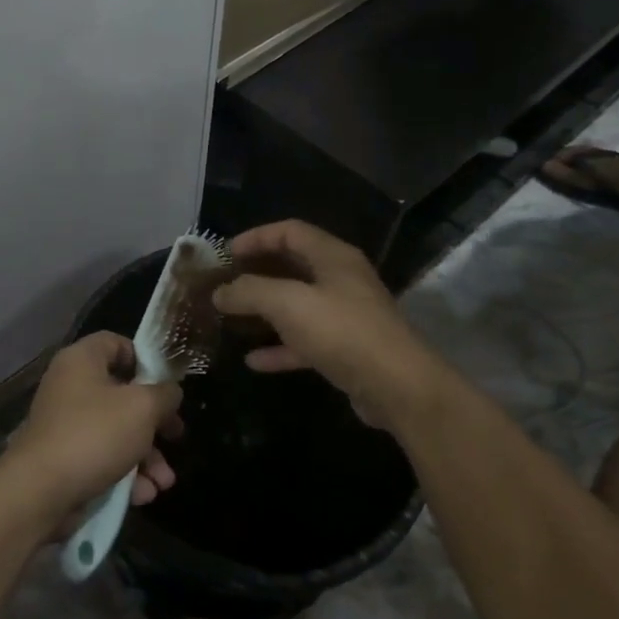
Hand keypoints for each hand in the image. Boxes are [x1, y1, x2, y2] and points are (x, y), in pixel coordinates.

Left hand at [0, 332, 181, 522]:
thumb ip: (164, 394)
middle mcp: (70, 387)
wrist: (41, 492)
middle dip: (155, 422)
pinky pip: (102, 459)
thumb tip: (170, 392)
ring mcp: (66, 425)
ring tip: (164, 482)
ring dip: (146, 456)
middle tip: (176, 436)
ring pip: (116, 432)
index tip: (166, 384)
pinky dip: (124, 475)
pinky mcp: (65, 459)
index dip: (145, 359)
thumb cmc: (95, 434)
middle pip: (122, 394)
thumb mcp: (142, 407)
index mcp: (82, 360)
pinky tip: (144, 494)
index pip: (116, 343)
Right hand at [213, 221, 446, 430]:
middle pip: (293, 267)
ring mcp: (346, 316)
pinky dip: (280, 347)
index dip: (255, 237)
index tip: (225, 254)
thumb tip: (220, 292)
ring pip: (298, 306)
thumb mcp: (288, 303)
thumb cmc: (341, 331)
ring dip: (265, 312)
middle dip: (257, 274)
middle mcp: (341, 280)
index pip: (290, 231)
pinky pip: (305, 342)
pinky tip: (253, 360)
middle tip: (225, 285)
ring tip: (232, 319)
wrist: (398, 387)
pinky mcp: (347, 350)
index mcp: (333, 257)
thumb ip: (249, 292)